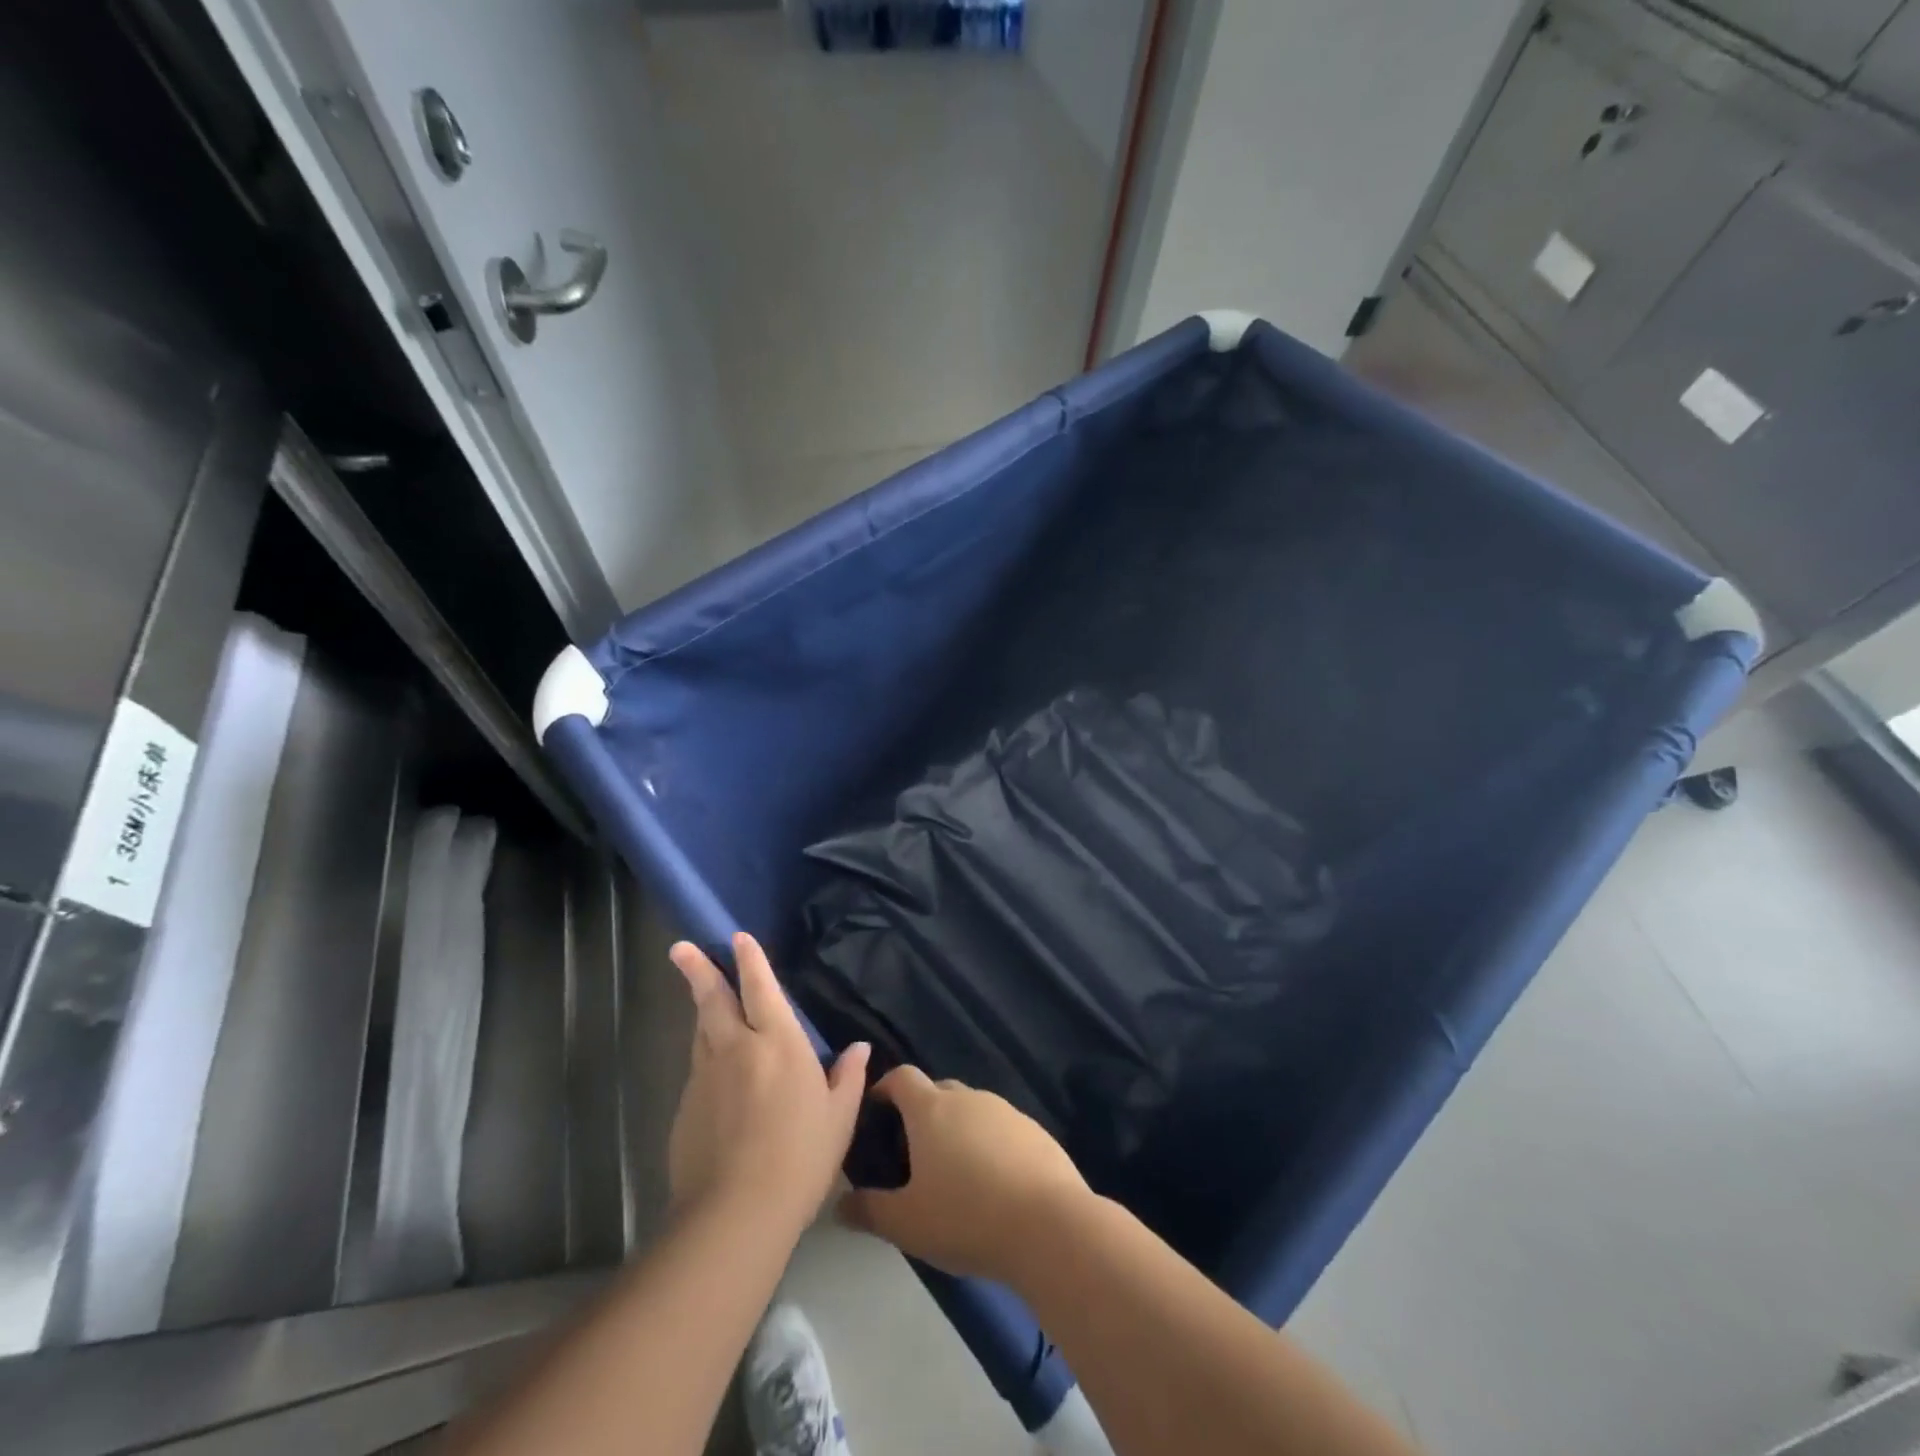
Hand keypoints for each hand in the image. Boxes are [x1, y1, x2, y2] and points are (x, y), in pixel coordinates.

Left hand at [667, 933, 869, 1234]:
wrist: (734, 1214)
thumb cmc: (800, 1159)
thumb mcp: (838, 1118)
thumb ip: (848, 1077)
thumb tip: (859, 1047)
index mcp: (779, 1044)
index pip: (761, 989)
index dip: (750, 961)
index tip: (737, 937)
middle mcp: (737, 1049)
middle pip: (713, 1000)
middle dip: (698, 970)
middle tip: (680, 948)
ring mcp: (706, 1078)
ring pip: (701, 1031)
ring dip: (701, 1009)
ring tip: (700, 995)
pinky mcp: (685, 1108)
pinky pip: (698, 1069)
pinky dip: (705, 1057)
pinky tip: (715, 1074)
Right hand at [837, 1067, 1090, 1283]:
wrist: (1048, 1225)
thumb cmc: (966, 1217)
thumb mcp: (907, 1223)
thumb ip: (869, 1210)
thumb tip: (839, 1204)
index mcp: (931, 1110)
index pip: (902, 1077)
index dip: (886, 1087)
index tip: (876, 1108)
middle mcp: (968, 1098)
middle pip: (938, 1091)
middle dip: (922, 1112)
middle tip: (913, 1153)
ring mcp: (1006, 1111)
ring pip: (972, 1110)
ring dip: (959, 1130)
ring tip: (954, 1173)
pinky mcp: (1035, 1131)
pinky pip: (1002, 1129)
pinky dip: (991, 1146)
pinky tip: (994, 1185)